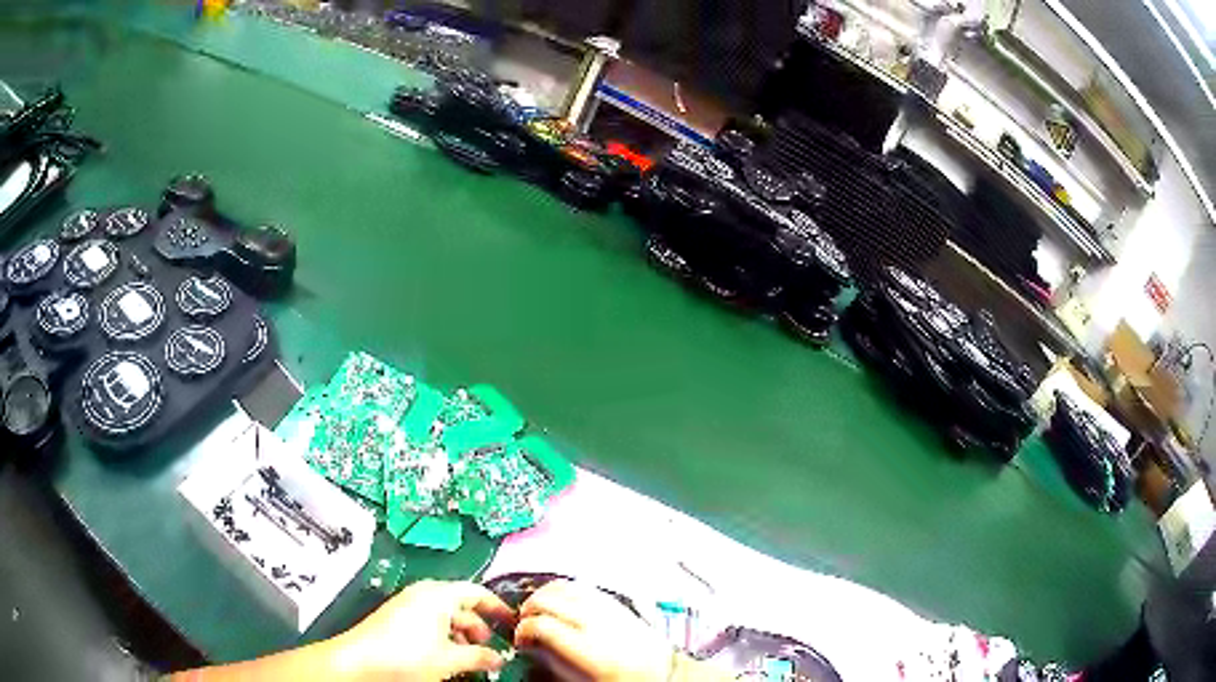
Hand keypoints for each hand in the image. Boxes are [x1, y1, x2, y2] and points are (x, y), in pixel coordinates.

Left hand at [330, 579, 514, 680]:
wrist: (360, 661)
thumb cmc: (406, 655)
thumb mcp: (450, 659)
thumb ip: (479, 656)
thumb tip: (499, 658)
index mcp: (438, 594)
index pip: (476, 592)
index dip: (497, 607)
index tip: (512, 623)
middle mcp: (423, 594)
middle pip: (461, 605)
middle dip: (479, 628)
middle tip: (490, 650)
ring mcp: (408, 606)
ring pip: (445, 617)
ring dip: (462, 637)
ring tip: (470, 660)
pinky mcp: (397, 619)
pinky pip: (430, 624)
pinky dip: (444, 638)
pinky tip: (447, 659)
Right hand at [514, 581, 674, 680]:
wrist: (661, 675)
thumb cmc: (620, 679)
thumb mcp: (579, 678)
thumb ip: (551, 658)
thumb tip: (530, 644)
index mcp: (588, 649)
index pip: (540, 625)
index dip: (522, 631)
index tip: (521, 640)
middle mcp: (599, 622)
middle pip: (547, 599)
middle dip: (529, 609)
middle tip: (525, 624)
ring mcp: (609, 608)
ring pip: (563, 586)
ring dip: (544, 596)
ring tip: (540, 611)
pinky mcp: (617, 601)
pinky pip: (583, 586)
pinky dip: (565, 590)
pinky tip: (561, 603)